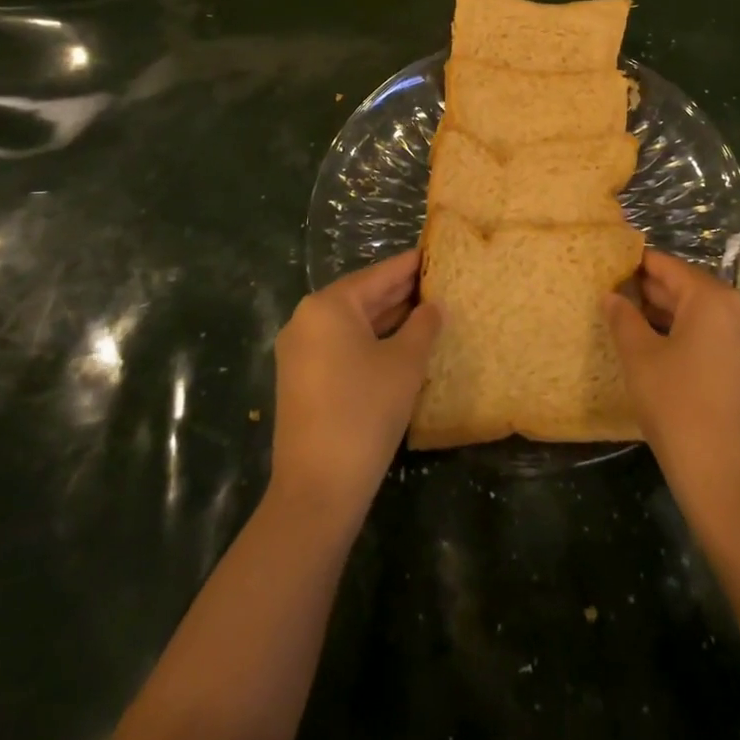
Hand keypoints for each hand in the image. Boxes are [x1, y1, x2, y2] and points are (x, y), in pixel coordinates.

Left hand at [269, 250, 440, 534]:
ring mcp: (299, 351)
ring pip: (352, 323)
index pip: (378, 275)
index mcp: (328, 306)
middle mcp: (307, 320)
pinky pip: (341, 346)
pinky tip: (400, 344)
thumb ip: (423, 325)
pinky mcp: (301, 379)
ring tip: (428, 309)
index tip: (436, 252)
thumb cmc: (365, 410)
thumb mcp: (405, 363)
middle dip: (400, 292)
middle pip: (362, 296)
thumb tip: (434, 306)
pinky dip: (370, 341)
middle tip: (439, 281)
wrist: (318, 487)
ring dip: (388, 318)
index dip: (410, 265)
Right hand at [606, 250, 739, 530]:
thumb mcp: (640, 360)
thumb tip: (612, 296)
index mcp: (716, 300)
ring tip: (637, 327)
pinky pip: (725, 341)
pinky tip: (671, 357)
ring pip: (710, 318)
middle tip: (618, 298)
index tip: (612, 266)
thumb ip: (623, 319)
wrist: (734, 485)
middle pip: (693, 291)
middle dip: (655, 293)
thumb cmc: (679, 410)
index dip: (638, 265)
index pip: (670, 268)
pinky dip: (698, 340)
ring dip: (675, 318)